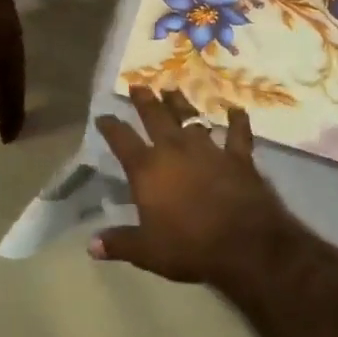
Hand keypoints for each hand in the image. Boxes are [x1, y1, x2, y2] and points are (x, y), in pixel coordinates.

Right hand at [92, 87, 303, 293]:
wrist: (246, 245)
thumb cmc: (190, 247)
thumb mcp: (147, 252)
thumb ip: (119, 243)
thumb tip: (91, 245)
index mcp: (147, 169)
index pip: (121, 140)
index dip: (110, 126)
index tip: (103, 116)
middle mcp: (175, 150)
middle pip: (155, 117)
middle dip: (144, 100)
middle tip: (138, 84)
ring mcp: (208, 150)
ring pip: (191, 118)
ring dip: (180, 103)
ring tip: (172, 89)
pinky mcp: (238, 157)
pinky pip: (237, 134)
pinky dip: (237, 121)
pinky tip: (236, 109)